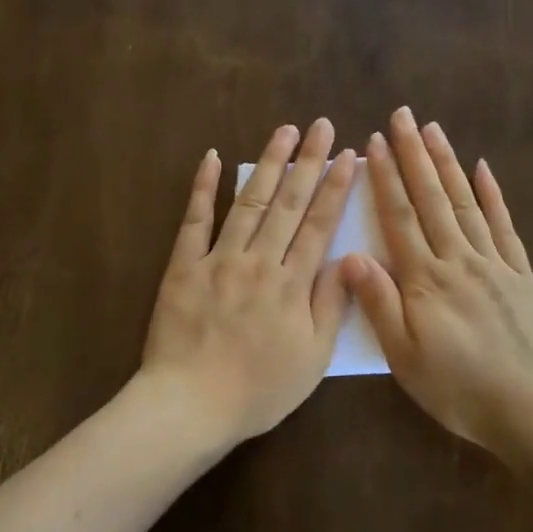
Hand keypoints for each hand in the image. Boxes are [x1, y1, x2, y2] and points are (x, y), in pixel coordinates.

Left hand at [140, 119, 357, 445]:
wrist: (191, 404)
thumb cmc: (258, 390)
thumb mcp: (311, 358)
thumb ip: (330, 306)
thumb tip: (349, 259)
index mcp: (292, 285)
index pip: (319, 225)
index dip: (336, 188)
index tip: (349, 156)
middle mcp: (258, 261)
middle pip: (288, 203)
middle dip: (309, 162)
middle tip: (323, 126)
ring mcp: (218, 259)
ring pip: (248, 201)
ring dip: (268, 164)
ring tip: (284, 131)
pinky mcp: (183, 266)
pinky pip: (194, 220)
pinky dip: (203, 187)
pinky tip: (212, 157)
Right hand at [342, 108, 532, 456]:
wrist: (530, 409)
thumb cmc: (457, 388)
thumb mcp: (404, 356)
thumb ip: (379, 303)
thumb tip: (349, 256)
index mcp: (425, 280)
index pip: (400, 217)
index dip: (385, 178)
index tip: (373, 142)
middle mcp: (459, 259)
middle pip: (432, 198)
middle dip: (414, 155)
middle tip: (402, 116)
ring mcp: (494, 263)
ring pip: (465, 203)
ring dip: (448, 164)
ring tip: (433, 130)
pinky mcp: (521, 274)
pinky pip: (504, 226)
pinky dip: (493, 195)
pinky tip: (483, 169)